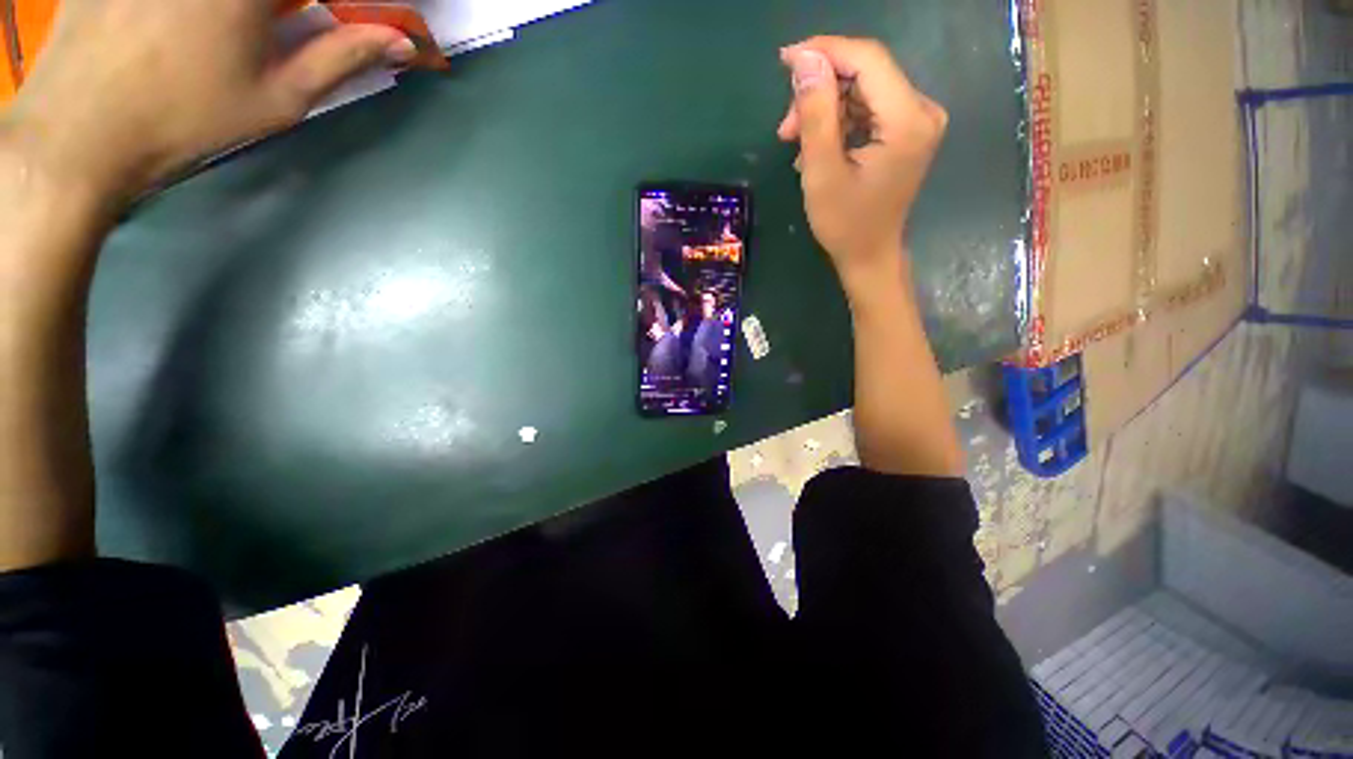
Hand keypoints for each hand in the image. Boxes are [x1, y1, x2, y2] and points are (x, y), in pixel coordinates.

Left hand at [0, 0, 414, 204]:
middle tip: (304, 23)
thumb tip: (401, 42)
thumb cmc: (188, 116)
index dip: (353, 1)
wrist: (81, 130)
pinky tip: (183, 26)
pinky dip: (205, 8)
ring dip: (256, 10)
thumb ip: (343, 57)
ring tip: (236, 36)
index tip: (371, 19)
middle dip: (293, 6)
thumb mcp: (279, 96)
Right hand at [777, 37, 948, 283]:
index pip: (868, 60)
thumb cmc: (844, 224)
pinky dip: (839, 122)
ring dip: (825, 110)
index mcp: (907, 120)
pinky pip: (869, 109)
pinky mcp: (907, 132)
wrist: (869, 255)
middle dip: (820, 92)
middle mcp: (922, 111)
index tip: (785, 60)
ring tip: (795, 142)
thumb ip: (816, 113)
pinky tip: (817, 147)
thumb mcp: (822, 172)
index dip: (825, 52)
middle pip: (865, 74)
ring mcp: (917, 121)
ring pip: (863, 91)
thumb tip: (804, 59)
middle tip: (785, 127)